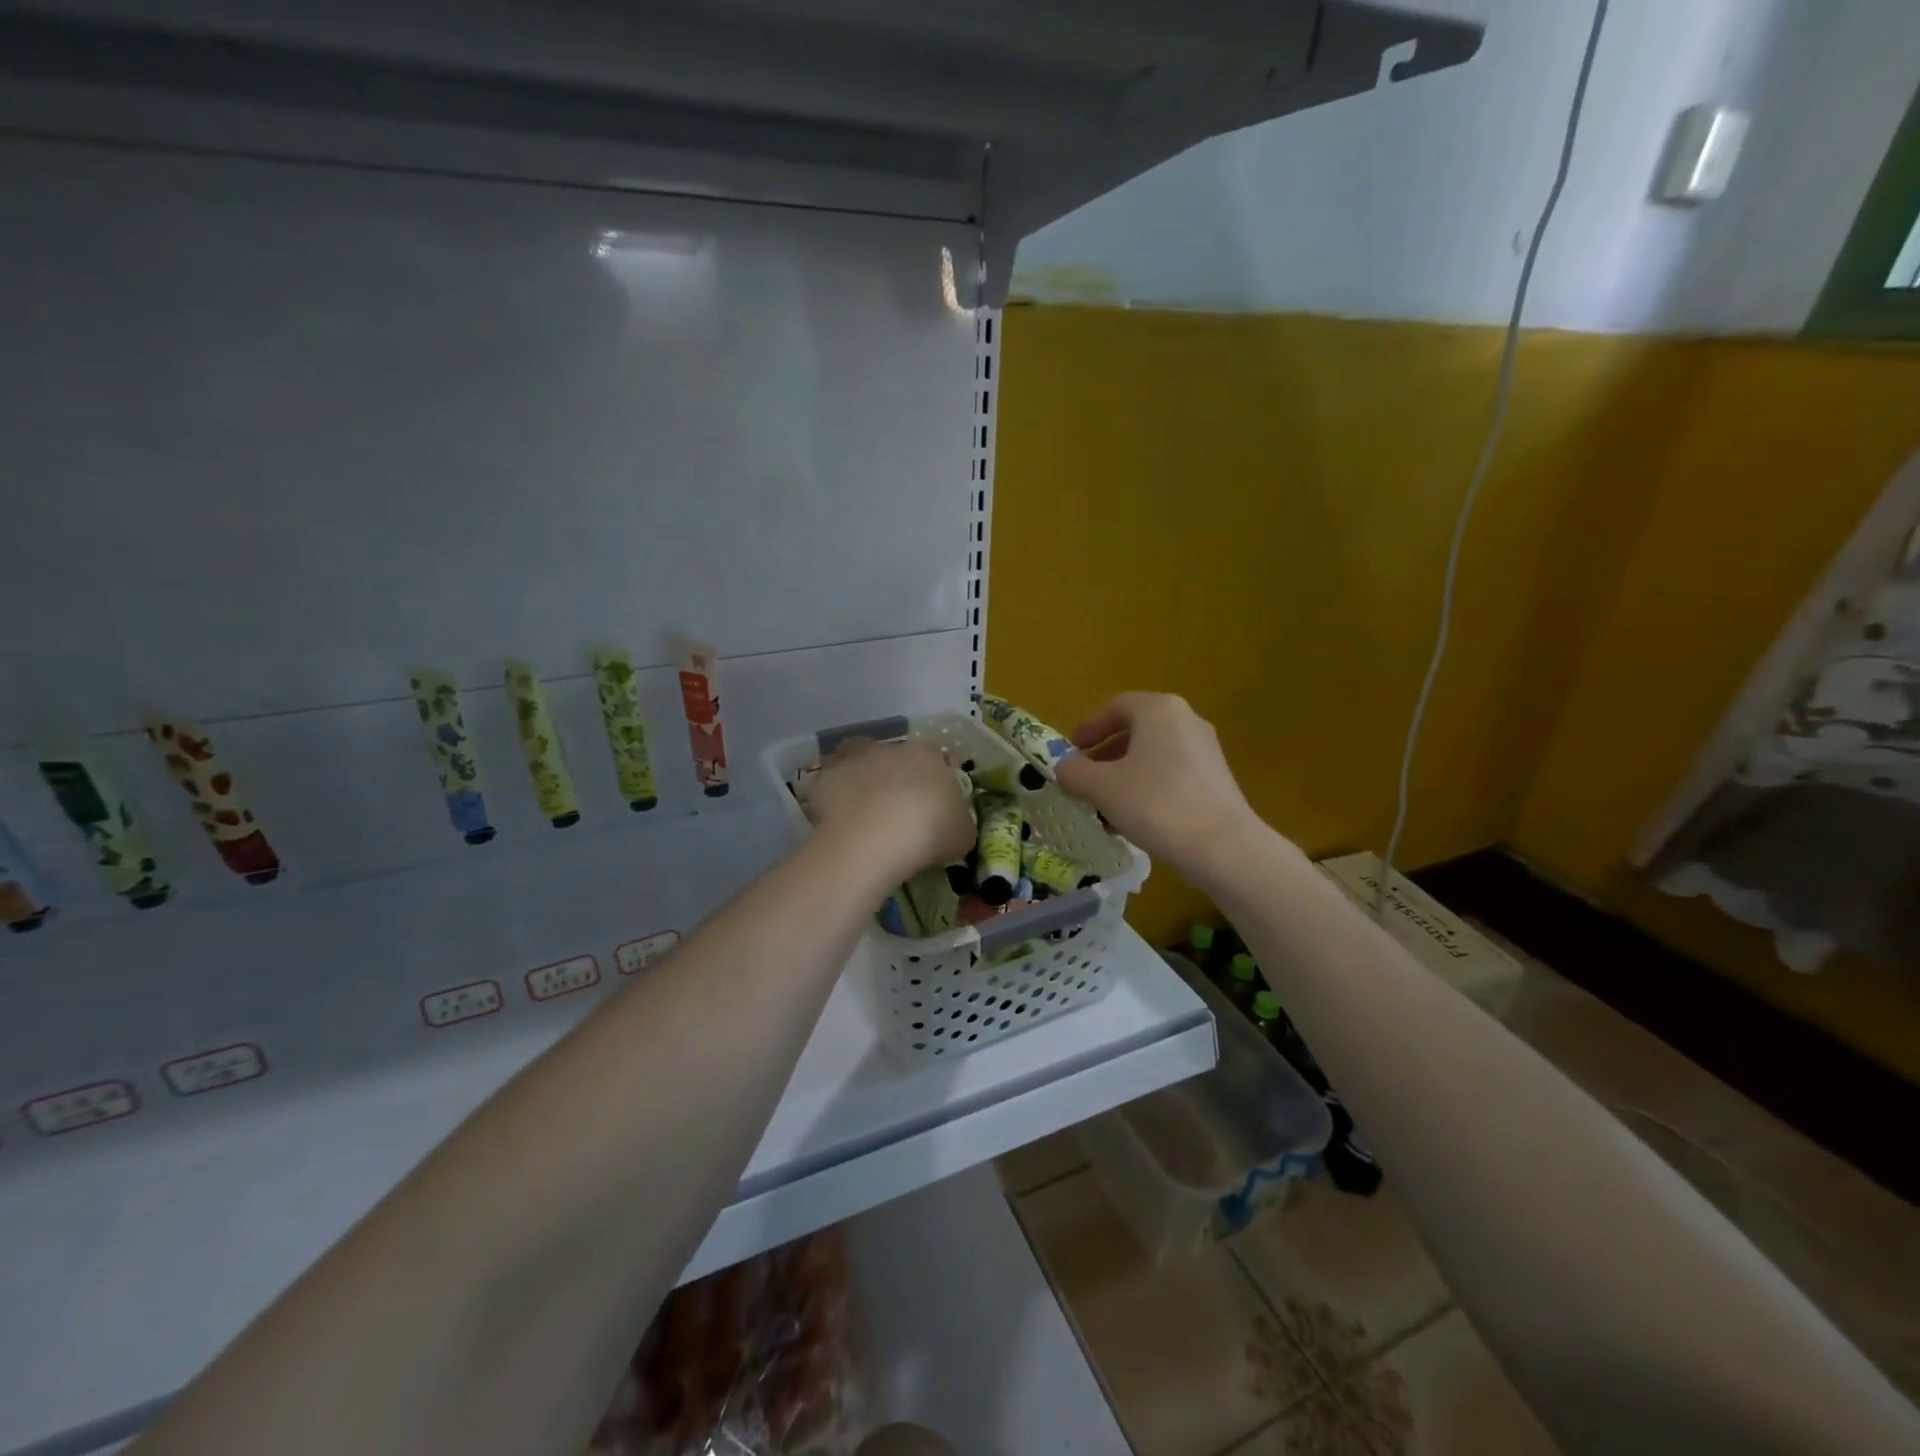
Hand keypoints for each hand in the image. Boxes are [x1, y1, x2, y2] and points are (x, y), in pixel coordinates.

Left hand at [800, 738, 975, 881]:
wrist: (875, 839)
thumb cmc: (929, 833)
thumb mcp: (963, 835)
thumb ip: (957, 823)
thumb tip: (951, 825)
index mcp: (929, 755)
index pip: (934, 764)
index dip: (931, 788)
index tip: (929, 813)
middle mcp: (891, 747)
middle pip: (894, 761)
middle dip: (894, 781)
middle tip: (895, 815)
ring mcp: (855, 758)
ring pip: (859, 764)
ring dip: (860, 781)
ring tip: (862, 814)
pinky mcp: (825, 775)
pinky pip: (829, 784)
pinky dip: (831, 797)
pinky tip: (838, 820)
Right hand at [1055, 692, 1260, 880]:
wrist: (1222, 846)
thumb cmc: (1155, 804)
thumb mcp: (1101, 787)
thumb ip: (1074, 771)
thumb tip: (1064, 766)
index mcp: (1158, 710)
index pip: (1116, 707)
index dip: (1089, 727)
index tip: (1071, 750)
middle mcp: (1186, 721)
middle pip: (1136, 731)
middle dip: (1105, 756)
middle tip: (1084, 779)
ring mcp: (1206, 750)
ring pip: (1153, 756)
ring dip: (1124, 776)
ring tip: (1104, 806)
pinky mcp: (1216, 779)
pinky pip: (1172, 774)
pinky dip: (1147, 788)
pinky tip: (1134, 820)